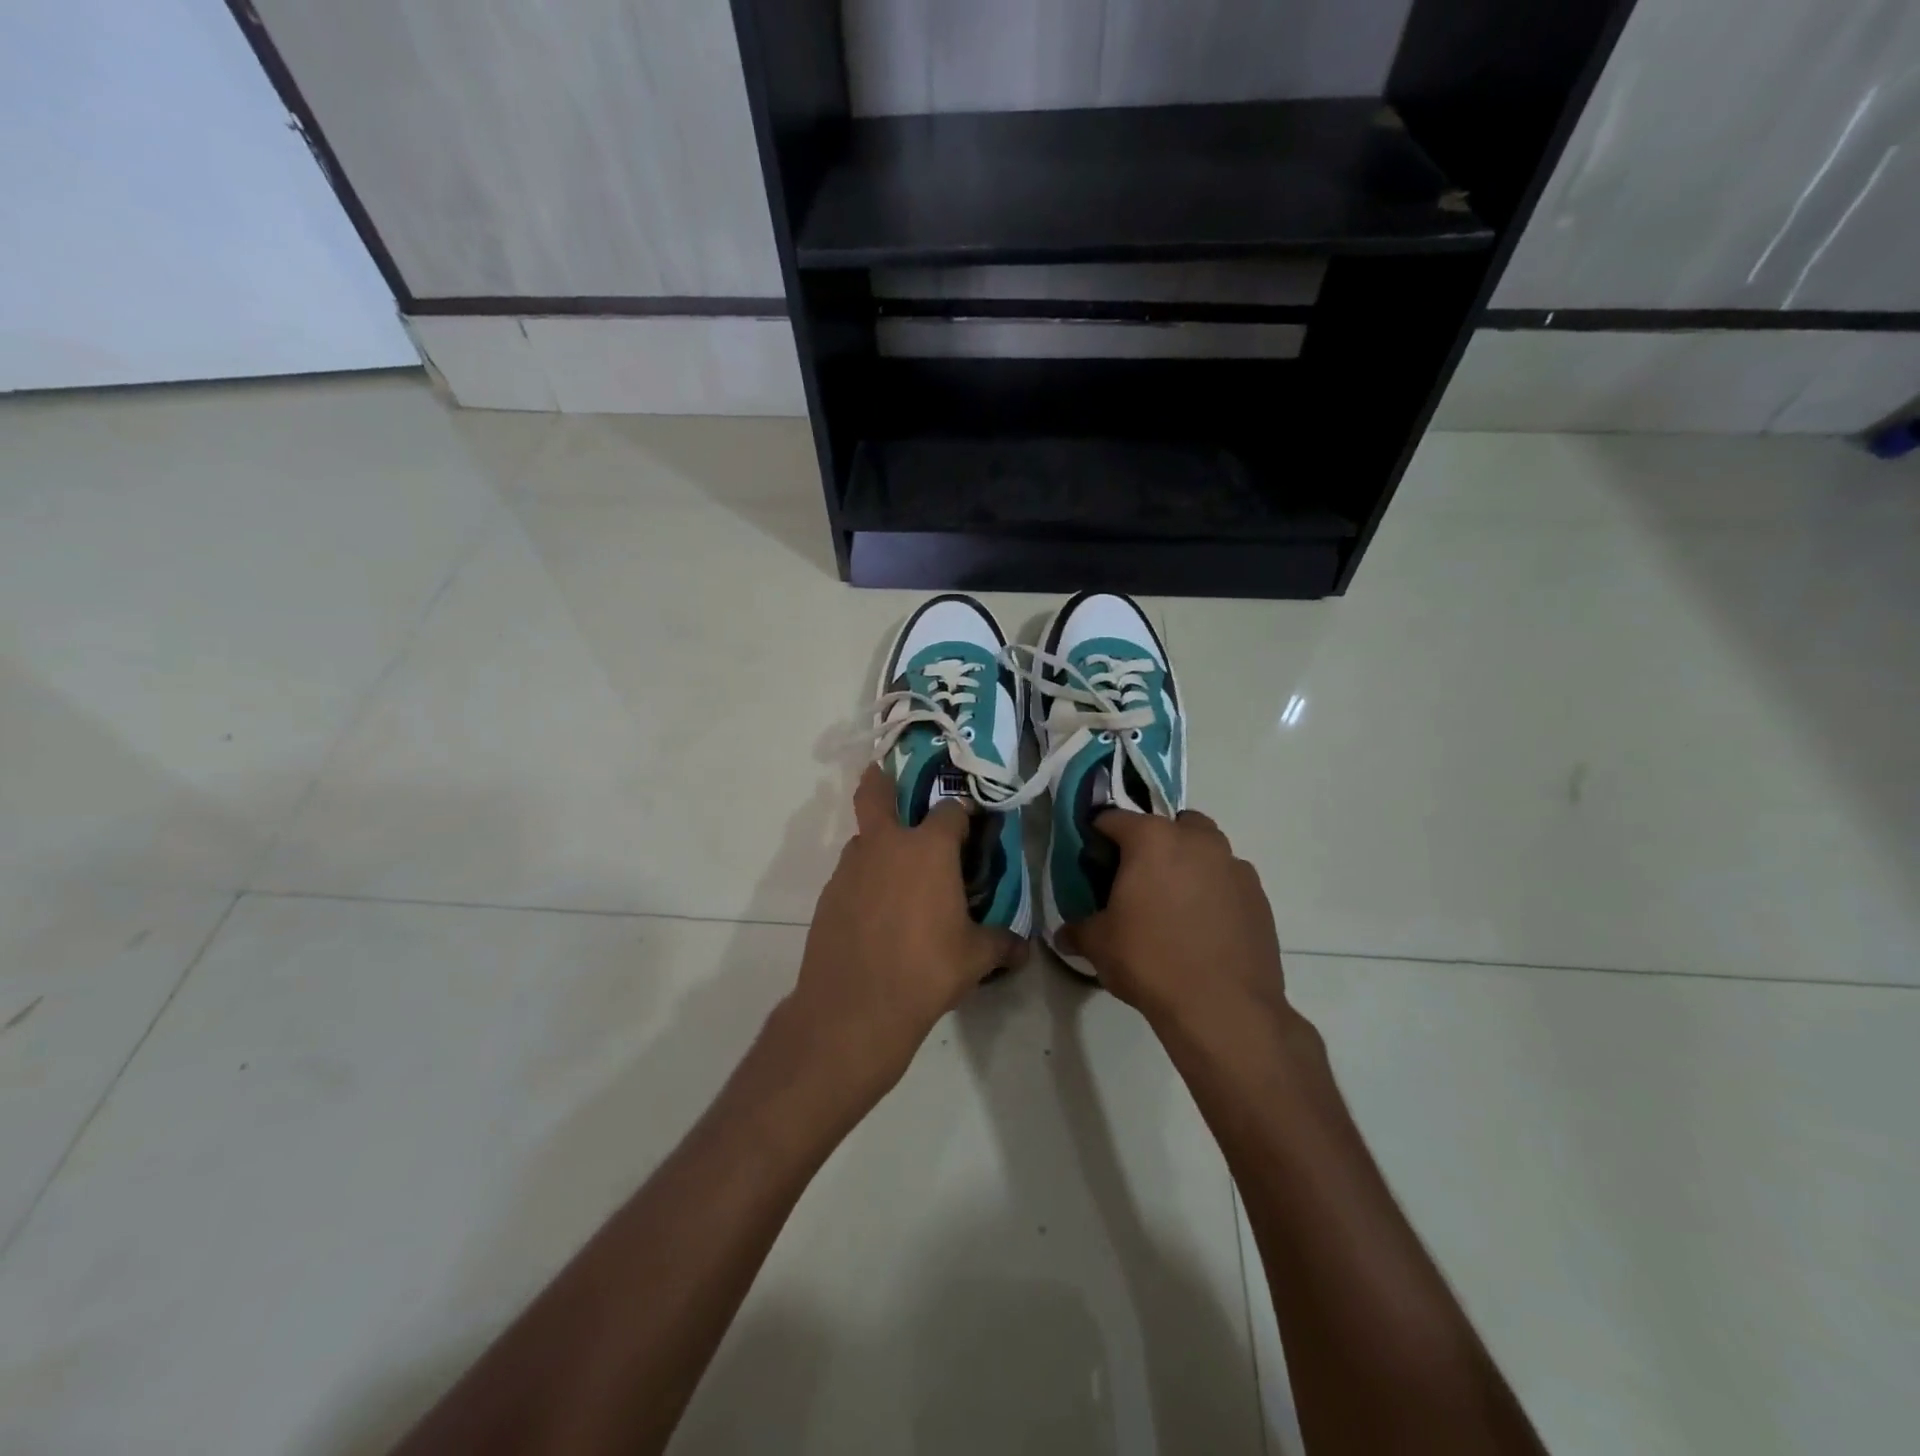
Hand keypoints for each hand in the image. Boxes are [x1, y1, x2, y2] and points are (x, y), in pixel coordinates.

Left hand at [784, 765, 1028, 1102]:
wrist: (855, 1007)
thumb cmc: (926, 970)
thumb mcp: (975, 957)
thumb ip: (1001, 943)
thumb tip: (1024, 948)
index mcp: (928, 849)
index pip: (950, 811)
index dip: (962, 815)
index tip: (970, 826)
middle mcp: (886, 846)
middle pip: (876, 794)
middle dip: (881, 781)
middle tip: (887, 777)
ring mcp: (850, 869)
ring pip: (863, 839)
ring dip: (877, 844)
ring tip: (896, 874)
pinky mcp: (828, 896)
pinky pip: (851, 875)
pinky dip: (864, 880)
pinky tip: (875, 912)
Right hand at [1059, 810, 1288, 1034]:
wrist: (1223, 1007)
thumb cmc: (1151, 961)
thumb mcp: (1099, 945)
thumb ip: (1079, 930)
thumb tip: (1064, 935)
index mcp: (1152, 839)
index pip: (1113, 818)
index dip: (1098, 836)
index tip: (1093, 861)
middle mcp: (1196, 840)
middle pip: (1168, 824)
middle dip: (1152, 842)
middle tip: (1137, 878)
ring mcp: (1233, 865)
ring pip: (1205, 848)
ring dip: (1187, 862)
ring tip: (1173, 903)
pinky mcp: (1258, 895)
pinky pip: (1227, 879)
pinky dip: (1214, 890)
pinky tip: (1203, 925)